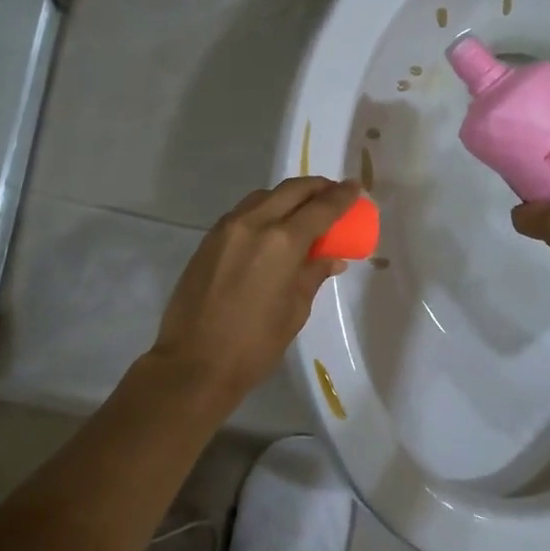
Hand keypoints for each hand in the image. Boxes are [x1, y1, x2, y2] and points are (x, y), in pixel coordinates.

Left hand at [150, 177, 361, 402]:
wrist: (193, 363)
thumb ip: (313, 275)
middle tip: (333, 193)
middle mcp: (254, 224)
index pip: (321, 208)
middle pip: (291, 190)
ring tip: (304, 209)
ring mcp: (227, 229)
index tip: (356, 187)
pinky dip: (265, 210)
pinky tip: (273, 227)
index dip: (342, 197)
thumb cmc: (254, 344)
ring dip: (288, 196)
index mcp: (282, 242)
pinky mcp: (209, 239)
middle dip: (316, 187)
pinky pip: (244, 212)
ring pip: (264, 196)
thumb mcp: (294, 310)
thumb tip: (331, 258)